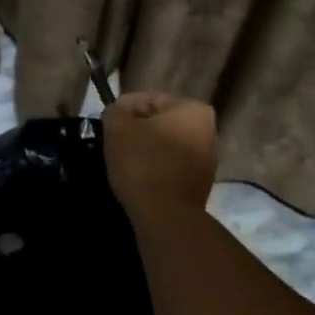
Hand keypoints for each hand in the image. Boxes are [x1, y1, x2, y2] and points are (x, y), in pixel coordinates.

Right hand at [102, 92, 217, 215]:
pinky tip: (138, 178)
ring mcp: (207, 160)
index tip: (106, 125)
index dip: (123, 110)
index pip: (148, 99)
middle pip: (159, 122)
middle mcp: (208, 131)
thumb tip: (118, 113)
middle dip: (136, 130)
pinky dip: (154, 169)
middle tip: (113, 143)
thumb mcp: (119, 128)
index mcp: (193, 109)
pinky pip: (170, 167)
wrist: (166, 216)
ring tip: (123, 163)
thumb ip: (116, 111)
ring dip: (145, 151)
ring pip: (165, 146)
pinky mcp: (199, 184)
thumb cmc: (144, 163)